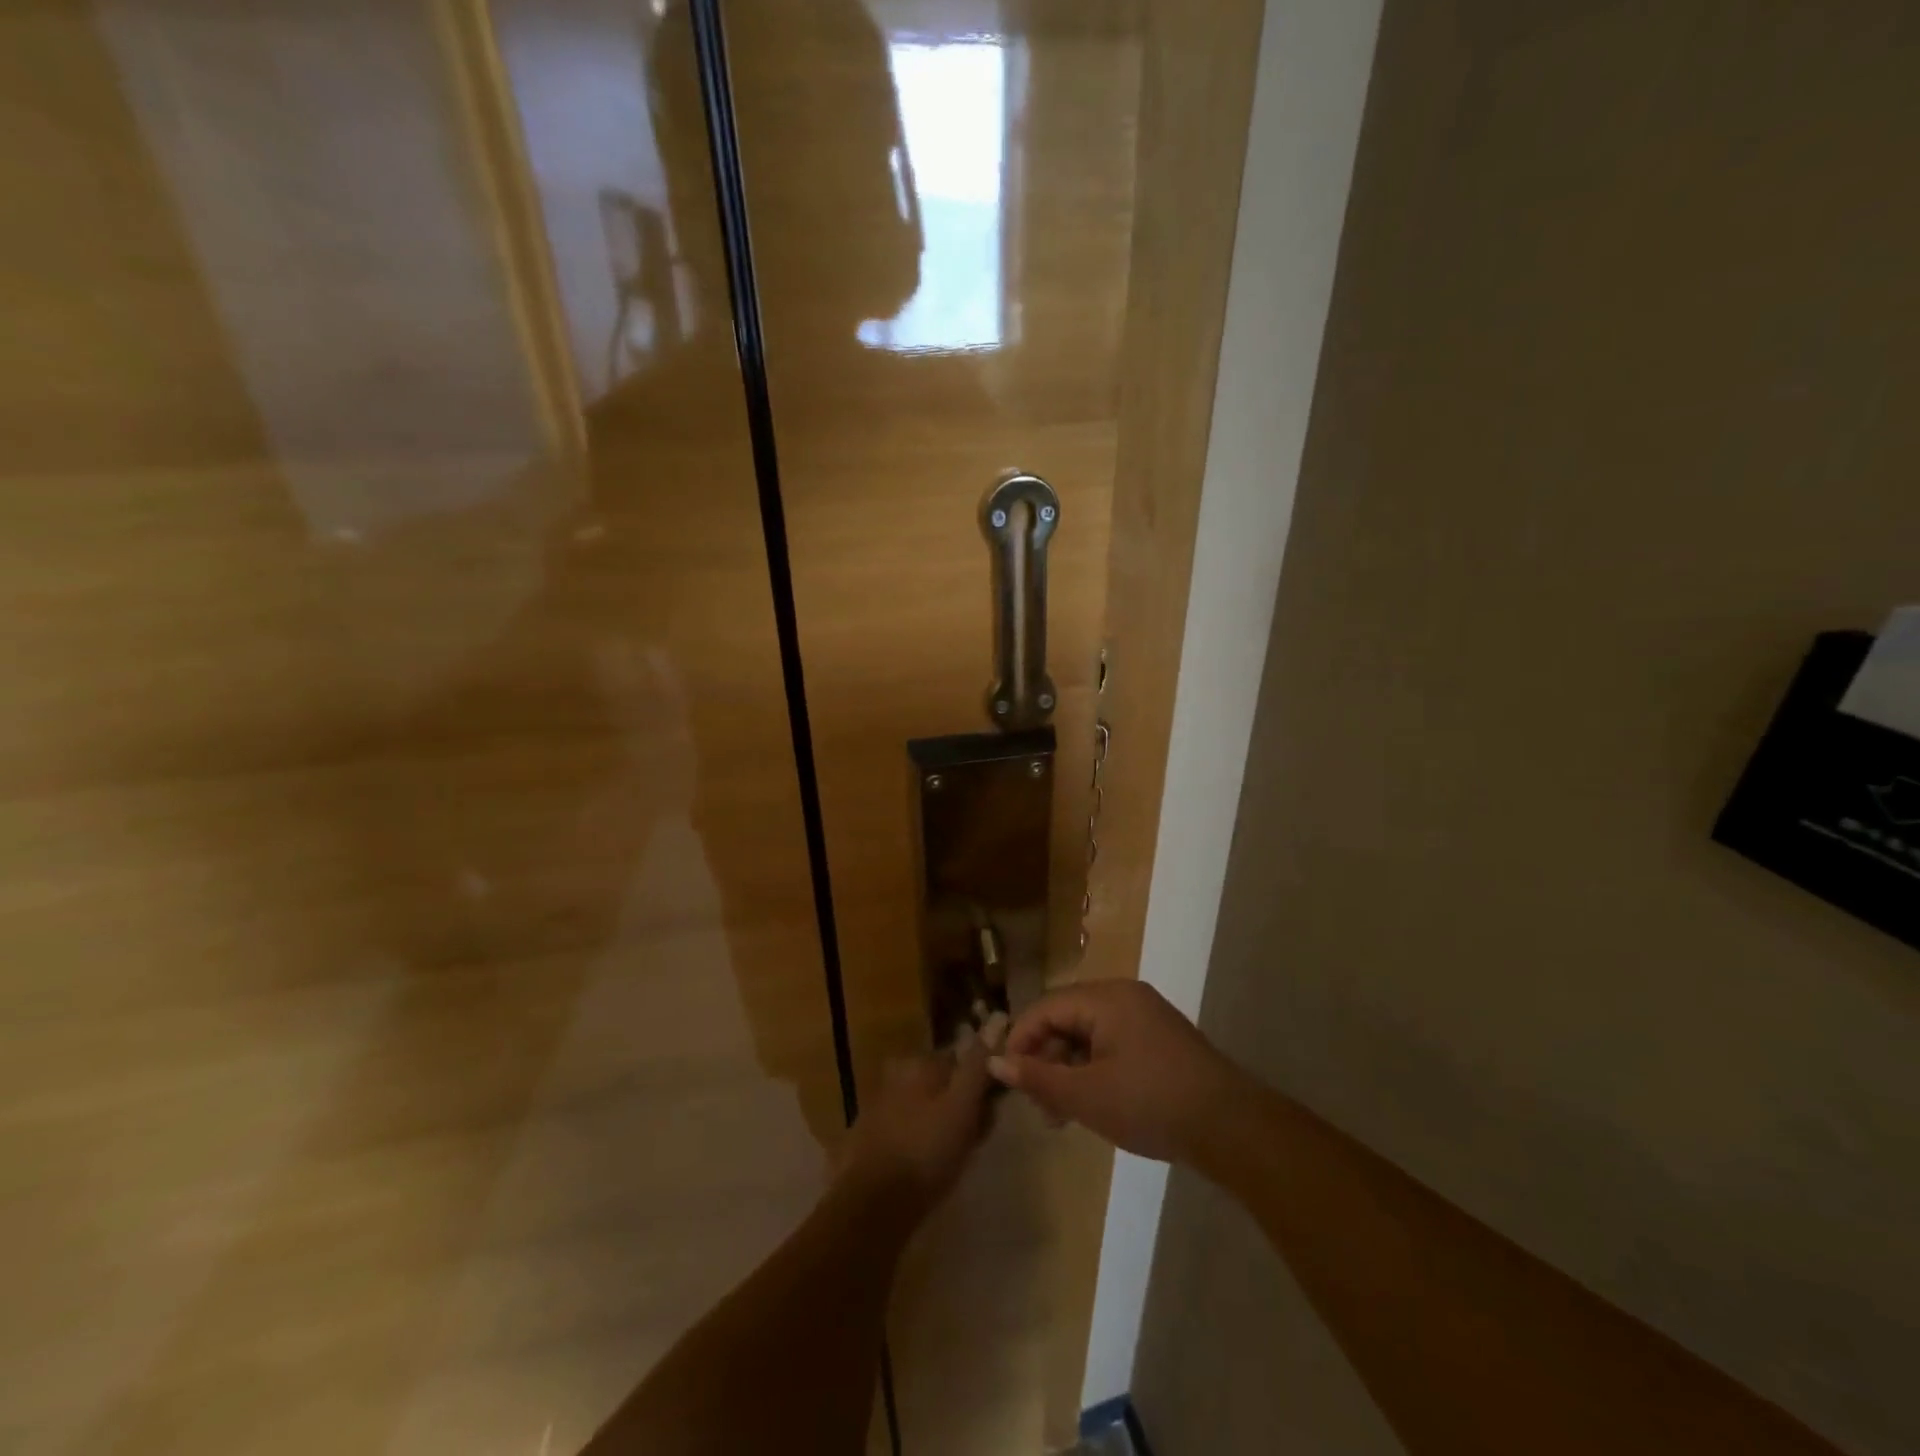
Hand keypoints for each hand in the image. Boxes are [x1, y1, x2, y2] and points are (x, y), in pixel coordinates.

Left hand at [838, 1030, 998, 1210]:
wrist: (873, 1206)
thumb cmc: (926, 1151)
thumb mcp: (963, 1106)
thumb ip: (979, 1064)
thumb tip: (997, 1017)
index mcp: (918, 1062)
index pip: (961, 1060)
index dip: (981, 1086)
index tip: (991, 1114)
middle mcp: (896, 1073)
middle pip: (943, 1083)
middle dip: (961, 1105)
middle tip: (974, 1140)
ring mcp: (879, 1104)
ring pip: (926, 1106)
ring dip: (942, 1124)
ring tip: (954, 1159)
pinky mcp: (870, 1134)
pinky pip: (908, 1128)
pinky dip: (921, 1140)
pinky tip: (927, 1167)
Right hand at [988, 980, 1246, 1165]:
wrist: (1232, 1127)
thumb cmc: (1151, 1104)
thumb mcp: (1086, 1096)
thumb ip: (1038, 1078)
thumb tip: (996, 1063)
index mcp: (1106, 998)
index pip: (1046, 1007)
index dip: (1021, 1040)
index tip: (1009, 1079)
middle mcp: (1125, 996)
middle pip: (1067, 1018)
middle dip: (1046, 1058)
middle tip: (1040, 1105)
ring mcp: (1147, 1017)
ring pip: (1090, 1034)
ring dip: (1069, 1068)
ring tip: (1063, 1114)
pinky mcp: (1162, 1040)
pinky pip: (1113, 1044)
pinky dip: (1095, 1069)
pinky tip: (1094, 1104)